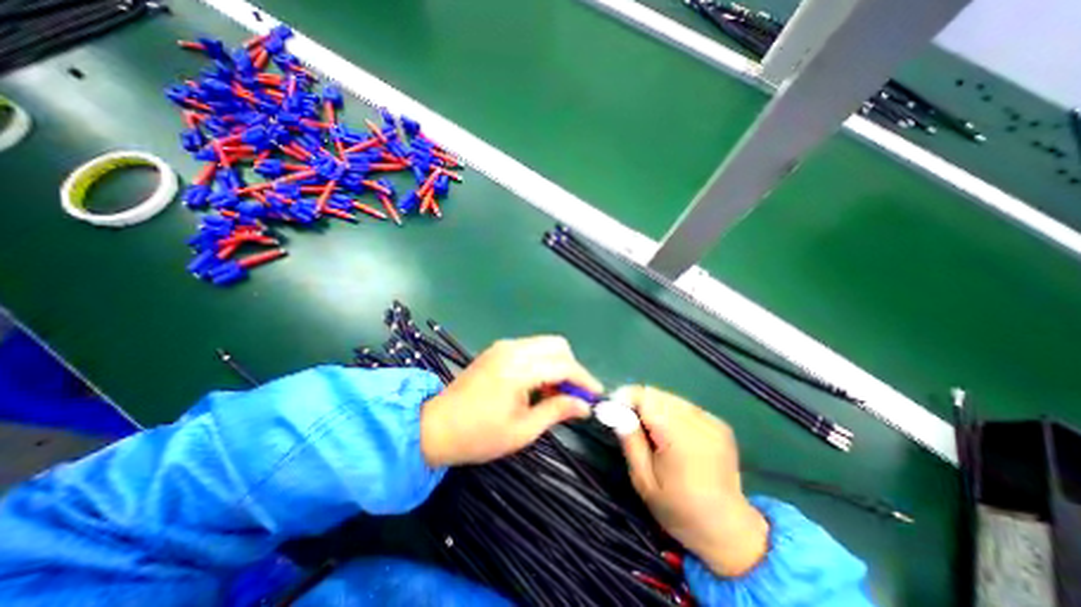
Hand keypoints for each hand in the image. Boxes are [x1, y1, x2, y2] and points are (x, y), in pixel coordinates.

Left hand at [423, 333, 604, 467]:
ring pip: (545, 344)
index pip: (563, 365)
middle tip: (573, 394)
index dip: (584, 379)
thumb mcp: (522, 431)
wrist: (435, 426)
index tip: (596, 395)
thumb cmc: (479, 436)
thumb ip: (557, 412)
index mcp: (518, 370)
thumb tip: (584, 406)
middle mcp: (512, 349)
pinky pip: (531, 348)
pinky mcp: (497, 349)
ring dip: (557, 364)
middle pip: (557, 345)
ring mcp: (503, 346)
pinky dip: (542, 362)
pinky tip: (538, 384)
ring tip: (555, 393)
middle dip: (572, 368)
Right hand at [617, 388, 768, 576]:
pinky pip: (685, 406)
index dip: (625, 397)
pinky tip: (671, 432)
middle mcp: (698, 423)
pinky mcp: (719, 423)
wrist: (729, 530)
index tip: (612, 408)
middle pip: (658, 395)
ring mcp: (712, 421)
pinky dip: (671, 412)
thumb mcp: (644, 481)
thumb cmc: (679, 509)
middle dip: (638, 402)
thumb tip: (615, 410)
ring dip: (654, 406)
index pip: (646, 398)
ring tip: (649, 428)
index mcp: (679, 438)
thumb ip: (630, 441)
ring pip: (671, 398)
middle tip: (628, 421)